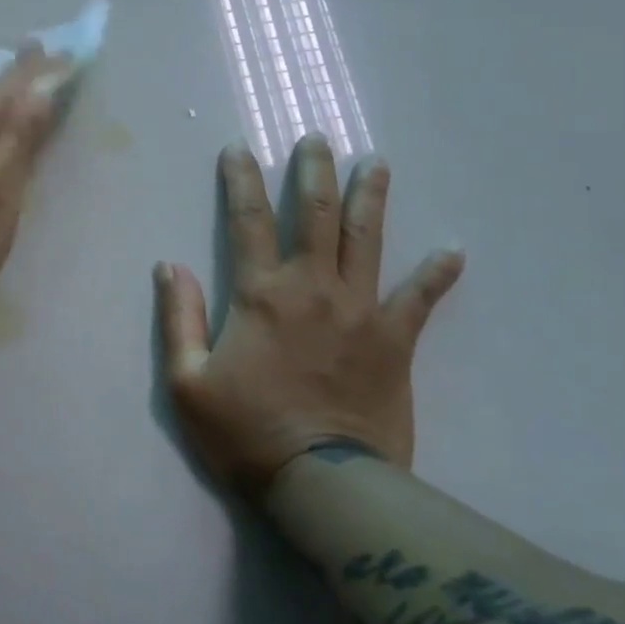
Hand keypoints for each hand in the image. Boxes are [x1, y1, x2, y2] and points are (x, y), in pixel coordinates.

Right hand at [155, 136, 463, 493]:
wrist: (323, 484)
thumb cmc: (247, 433)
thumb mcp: (187, 382)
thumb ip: (178, 318)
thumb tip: (170, 266)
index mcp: (261, 294)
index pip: (248, 220)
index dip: (242, 179)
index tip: (240, 147)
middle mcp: (312, 288)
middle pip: (315, 215)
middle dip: (315, 171)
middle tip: (318, 139)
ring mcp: (359, 311)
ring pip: (367, 240)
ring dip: (370, 197)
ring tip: (376, 162)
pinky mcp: (395, 341)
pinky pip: (419, 299)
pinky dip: (437, 274)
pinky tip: (454, 249)